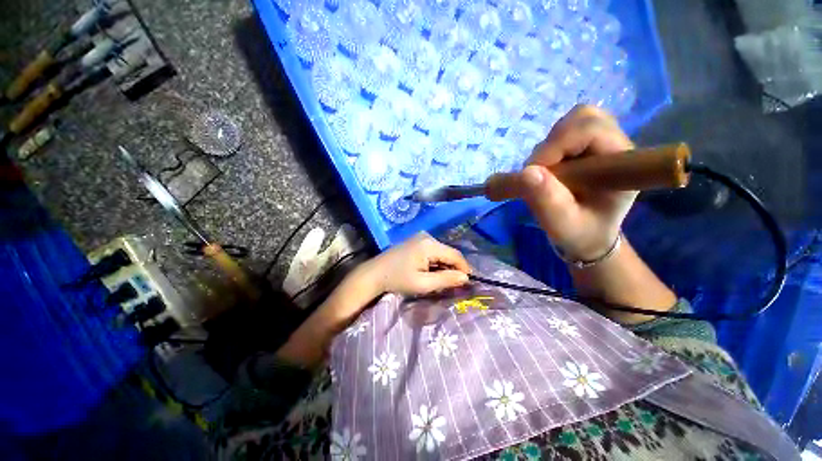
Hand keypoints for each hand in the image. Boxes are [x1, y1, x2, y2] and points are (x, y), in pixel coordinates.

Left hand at [363, 232, 470, 295]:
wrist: (374, 273)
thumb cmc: (397, 280)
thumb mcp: (423, 284)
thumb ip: (446, 280)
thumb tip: (466, 277)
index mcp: (429, 244)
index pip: (455, 255)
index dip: (464, 269)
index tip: (467, 283)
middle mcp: (427, 236)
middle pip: (449, 253)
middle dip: (453, 268)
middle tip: (452, 284)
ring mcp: (421, 237)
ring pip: (442, 252)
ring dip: (444, 266)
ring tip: (440, 280)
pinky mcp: (416, 240)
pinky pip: (433, 251)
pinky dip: (436, 262)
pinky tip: (430, 272)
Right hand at [516, 105, 635, 260]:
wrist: (588, 233)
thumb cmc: (580, 232)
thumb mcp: (561, 224)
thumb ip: (546, 201)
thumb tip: (525, 172)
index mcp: (623, 164)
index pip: (591, 130)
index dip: (555, 146)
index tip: (531, 174)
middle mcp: (617, 145)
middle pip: (582, 118)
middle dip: (551, 145)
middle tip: (539, 174)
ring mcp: (603, 142)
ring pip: (571, 122)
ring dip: (548, 147)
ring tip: (544, 175)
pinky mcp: (587, 145)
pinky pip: (564, 132)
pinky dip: (548, 148)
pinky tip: (549, 170)